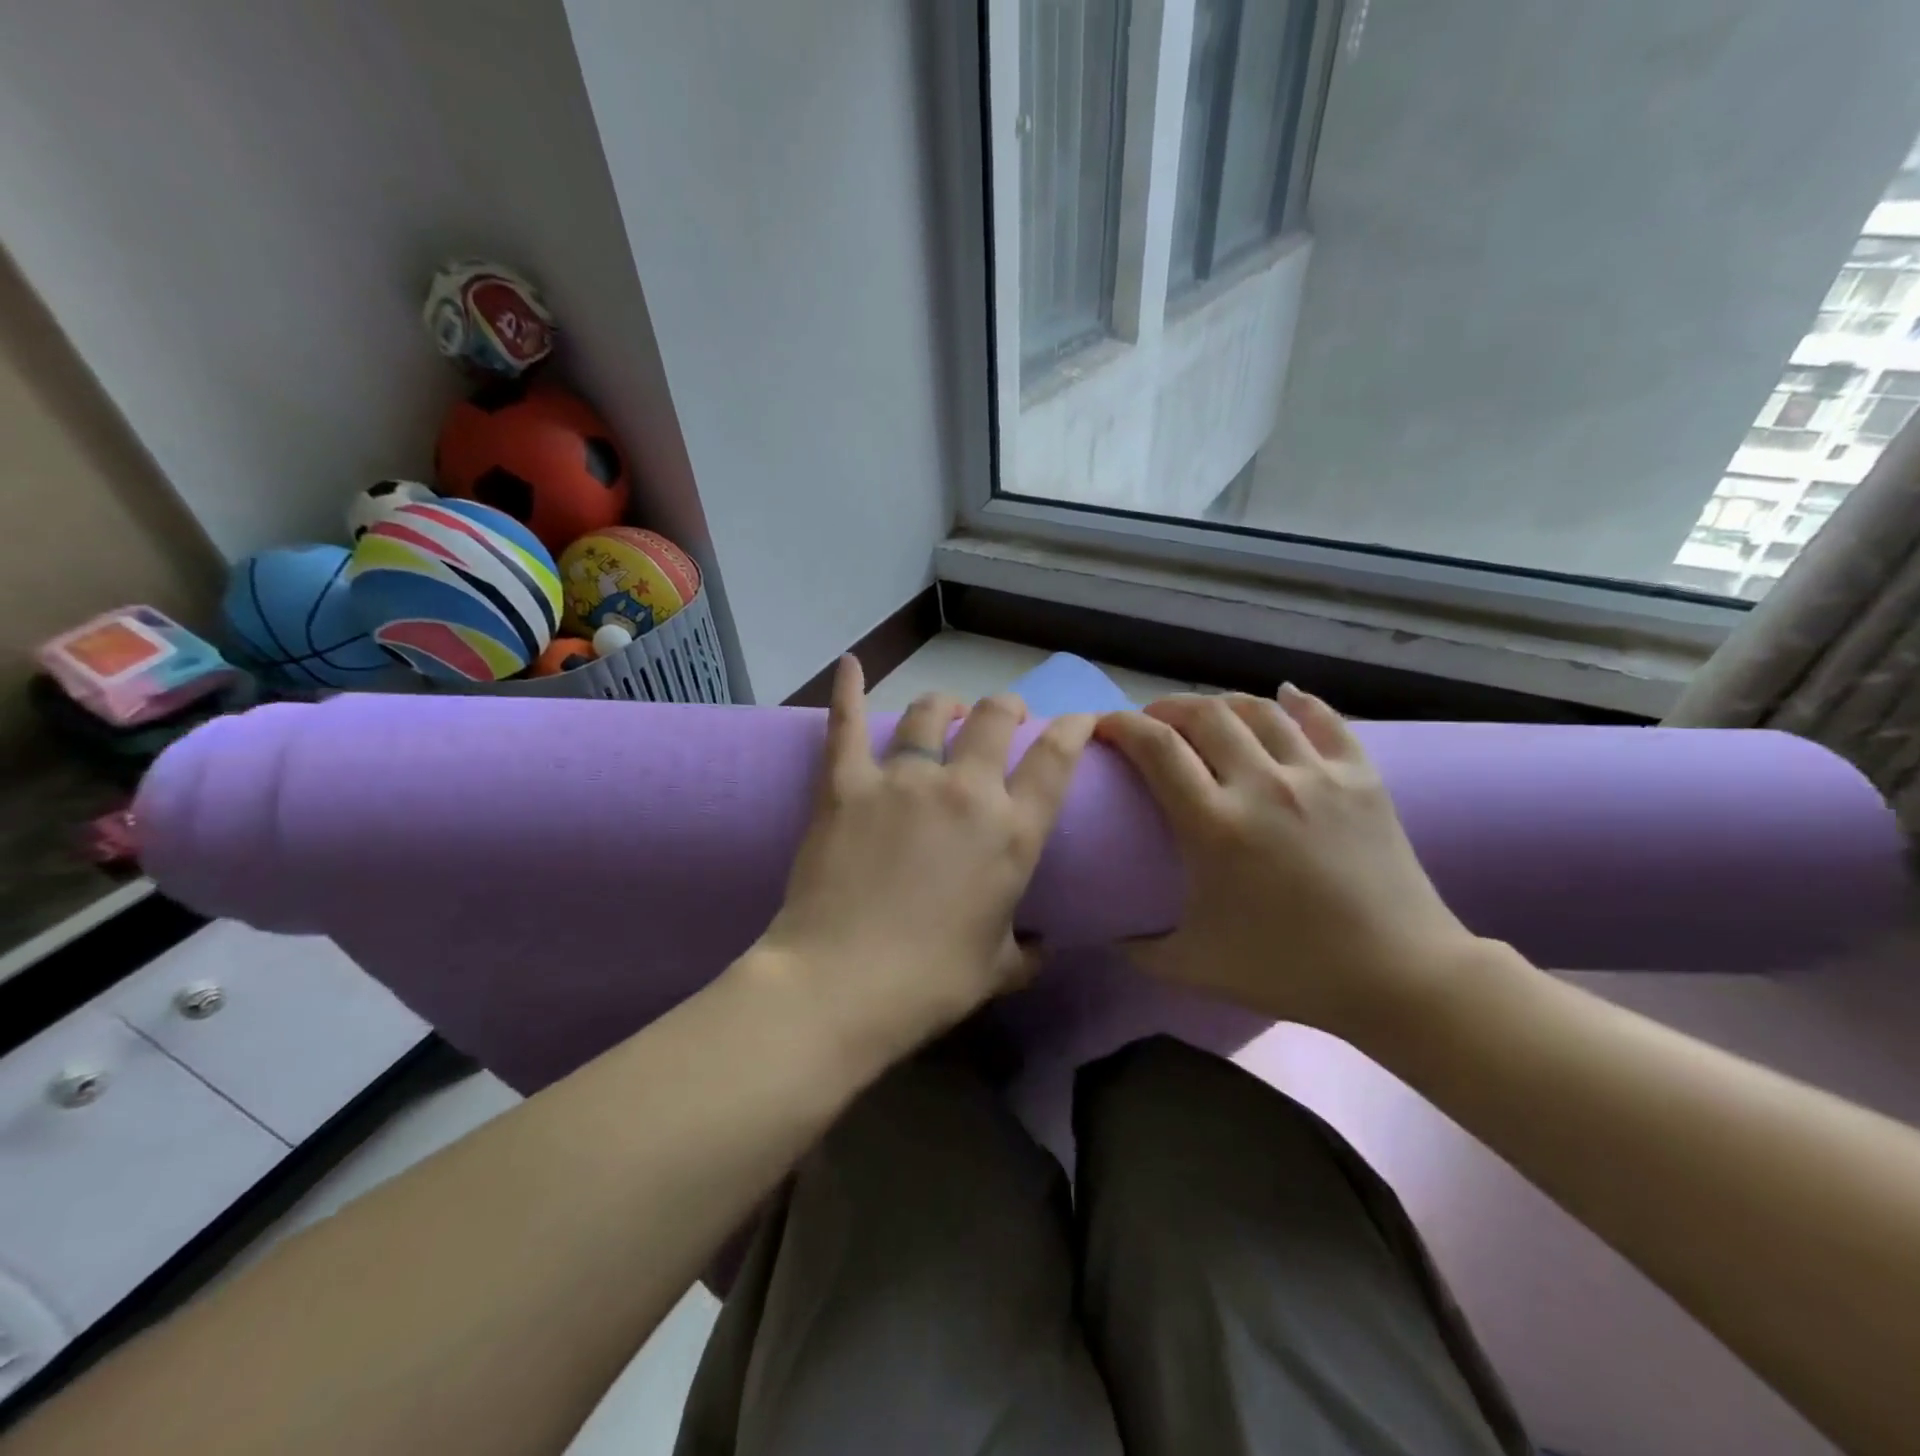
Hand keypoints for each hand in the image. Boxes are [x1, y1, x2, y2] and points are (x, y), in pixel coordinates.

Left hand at [754, 657, 1095, 1063]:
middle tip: (1005, 717)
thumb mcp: (998, 969)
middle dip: (1007, 708)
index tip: (1080, 718)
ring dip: (945, 705)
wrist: (843, 983)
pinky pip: (846, 725)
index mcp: (1011, 832)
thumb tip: (1043, 949)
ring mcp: (902, 780)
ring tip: (946, 709)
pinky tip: (849, 664)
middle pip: (994, 718)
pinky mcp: (847, 784)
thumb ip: (1027, 952)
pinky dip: (847, 690)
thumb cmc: (930, 982)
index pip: (1055, 759)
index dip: (1073, 729)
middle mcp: (964, 790)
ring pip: (928, 713)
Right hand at [1095, 686, 1482, 1041]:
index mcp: (1215, 825)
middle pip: (1204, 715)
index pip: (1156, 747)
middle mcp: (1263, 785)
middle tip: (1152, 724)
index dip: (1121, 725)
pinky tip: (1283, 697)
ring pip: (1259, 709)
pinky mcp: (1362, 777)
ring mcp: (1317, 775)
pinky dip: (1298, 702)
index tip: (1104, 727)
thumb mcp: (1193, 967)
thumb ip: (1139, 948)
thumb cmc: (1289, 971)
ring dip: (1221, 704)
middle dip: (1166, 708)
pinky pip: (1324, 719)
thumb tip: (1109, 931)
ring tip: (1207, 717)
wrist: (1398, 977)